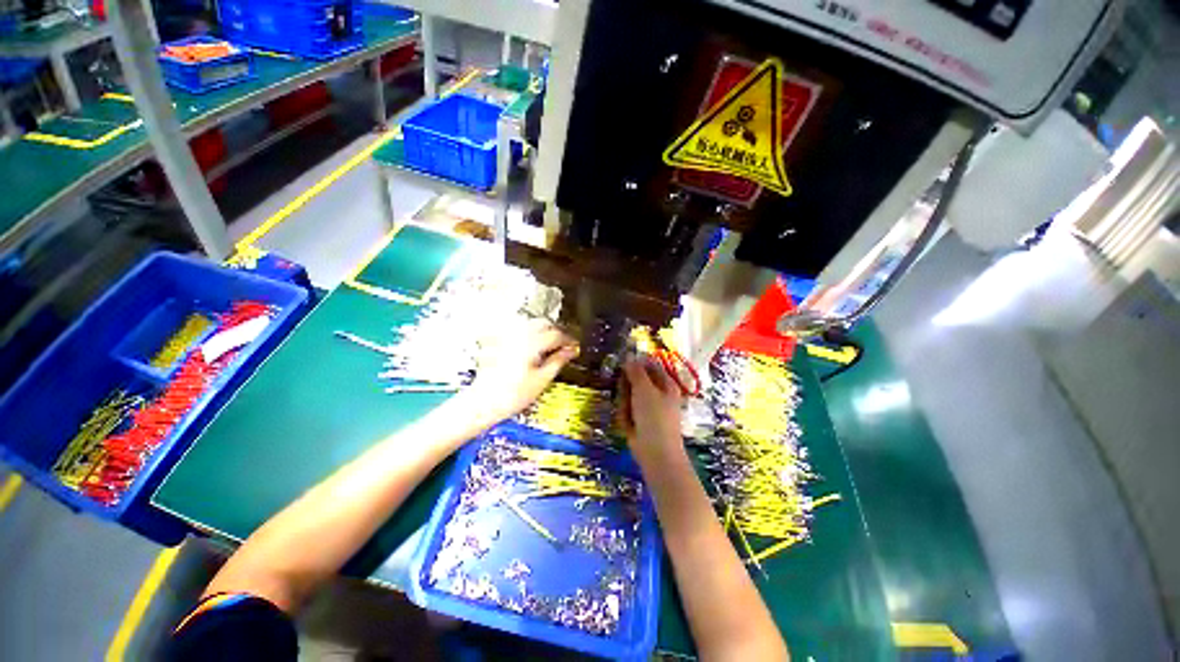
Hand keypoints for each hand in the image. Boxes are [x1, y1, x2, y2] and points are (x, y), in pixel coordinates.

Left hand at [465, 318, 578, 421]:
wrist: (484, 402)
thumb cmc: (512, 395)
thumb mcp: (542, 380)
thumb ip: (558, 361)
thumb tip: (571, 351)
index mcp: (531, 343)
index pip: (556, 334)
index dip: (568, 340)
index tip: (574, 346)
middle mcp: (518, 335)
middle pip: (543, 323)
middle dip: (556, 332)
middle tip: (563, 345)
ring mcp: (507, 336)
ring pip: (530, 323)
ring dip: (542, 330)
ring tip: (549, 346)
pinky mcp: (499, 341)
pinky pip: (518, 329)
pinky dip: (529, 333)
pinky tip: (532, 345)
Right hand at [620, 357, 684, 465]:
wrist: (656, 453)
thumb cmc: (655, 417)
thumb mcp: (644, 389)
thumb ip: (636, 371)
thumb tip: (629, 356)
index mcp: (666, 384)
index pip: (650, 366)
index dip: (636, 363)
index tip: (623, 366)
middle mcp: (658, 394)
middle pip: (637, 380)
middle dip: (627, 386)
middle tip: (624, 392)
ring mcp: (648, 409)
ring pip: (629, 396)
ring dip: (624, 402)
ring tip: (627, 413)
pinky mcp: (639, 421)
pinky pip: (627, 411)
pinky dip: (625, 416)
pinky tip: (628, 424)